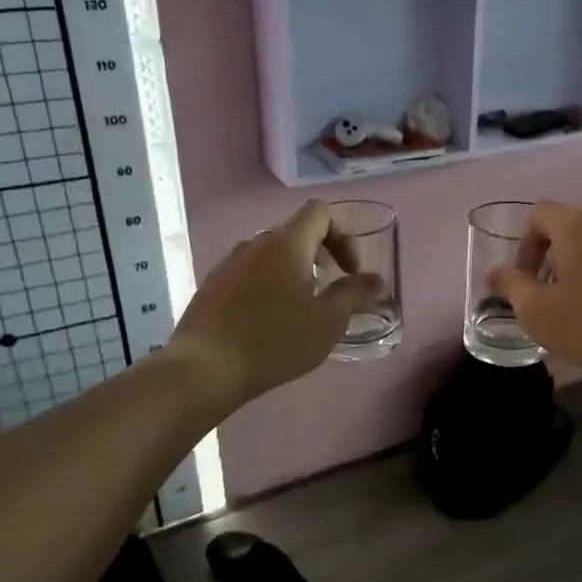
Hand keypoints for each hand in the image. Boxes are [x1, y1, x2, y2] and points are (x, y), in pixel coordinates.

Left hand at [170, 202, 384, 406]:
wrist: (205, 368)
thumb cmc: (274, 341)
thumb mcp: (327, 322)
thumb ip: (354, 294)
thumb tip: (376, 279)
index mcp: (287, 245)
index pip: (320, 212)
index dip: (343, 235)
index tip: (349, 271)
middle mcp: (256, 244)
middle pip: (295, 233)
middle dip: (320, 254)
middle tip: (330, 289)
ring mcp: (229, 264)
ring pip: (270, 255)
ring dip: (293, 271)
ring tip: (300, 308)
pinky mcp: (211, 286)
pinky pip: (249, 274)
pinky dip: (267, 286)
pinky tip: (268, 322)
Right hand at [488, 201, 581, 383]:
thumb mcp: (539, 313)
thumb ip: (512, 288)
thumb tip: (494, 274)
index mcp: (575, 223)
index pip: (538, 214)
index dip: (525, 245)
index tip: (527, 280)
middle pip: (571, 218)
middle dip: (554, 247)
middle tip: (551, 285)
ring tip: (581, 293)